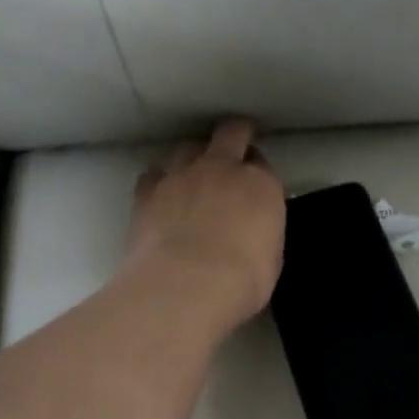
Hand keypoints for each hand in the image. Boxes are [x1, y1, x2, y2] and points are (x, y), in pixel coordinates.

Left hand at [128, 119, 285, 329]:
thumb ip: (262, 234)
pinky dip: (159, 181)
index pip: (262, 164)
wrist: (186, 285)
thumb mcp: (270, 261)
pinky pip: (153, 174)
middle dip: (233, 137)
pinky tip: (160, 196)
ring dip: (192, 158)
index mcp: (260, 185)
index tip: (254, 185)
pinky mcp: (148, 192)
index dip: (257, 171)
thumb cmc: (242, 281)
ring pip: (187, 148)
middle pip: (230, 134)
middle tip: (231, 150)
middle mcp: (221, 168)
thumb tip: (252, 232)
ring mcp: (181, 175)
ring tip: (191, 177)